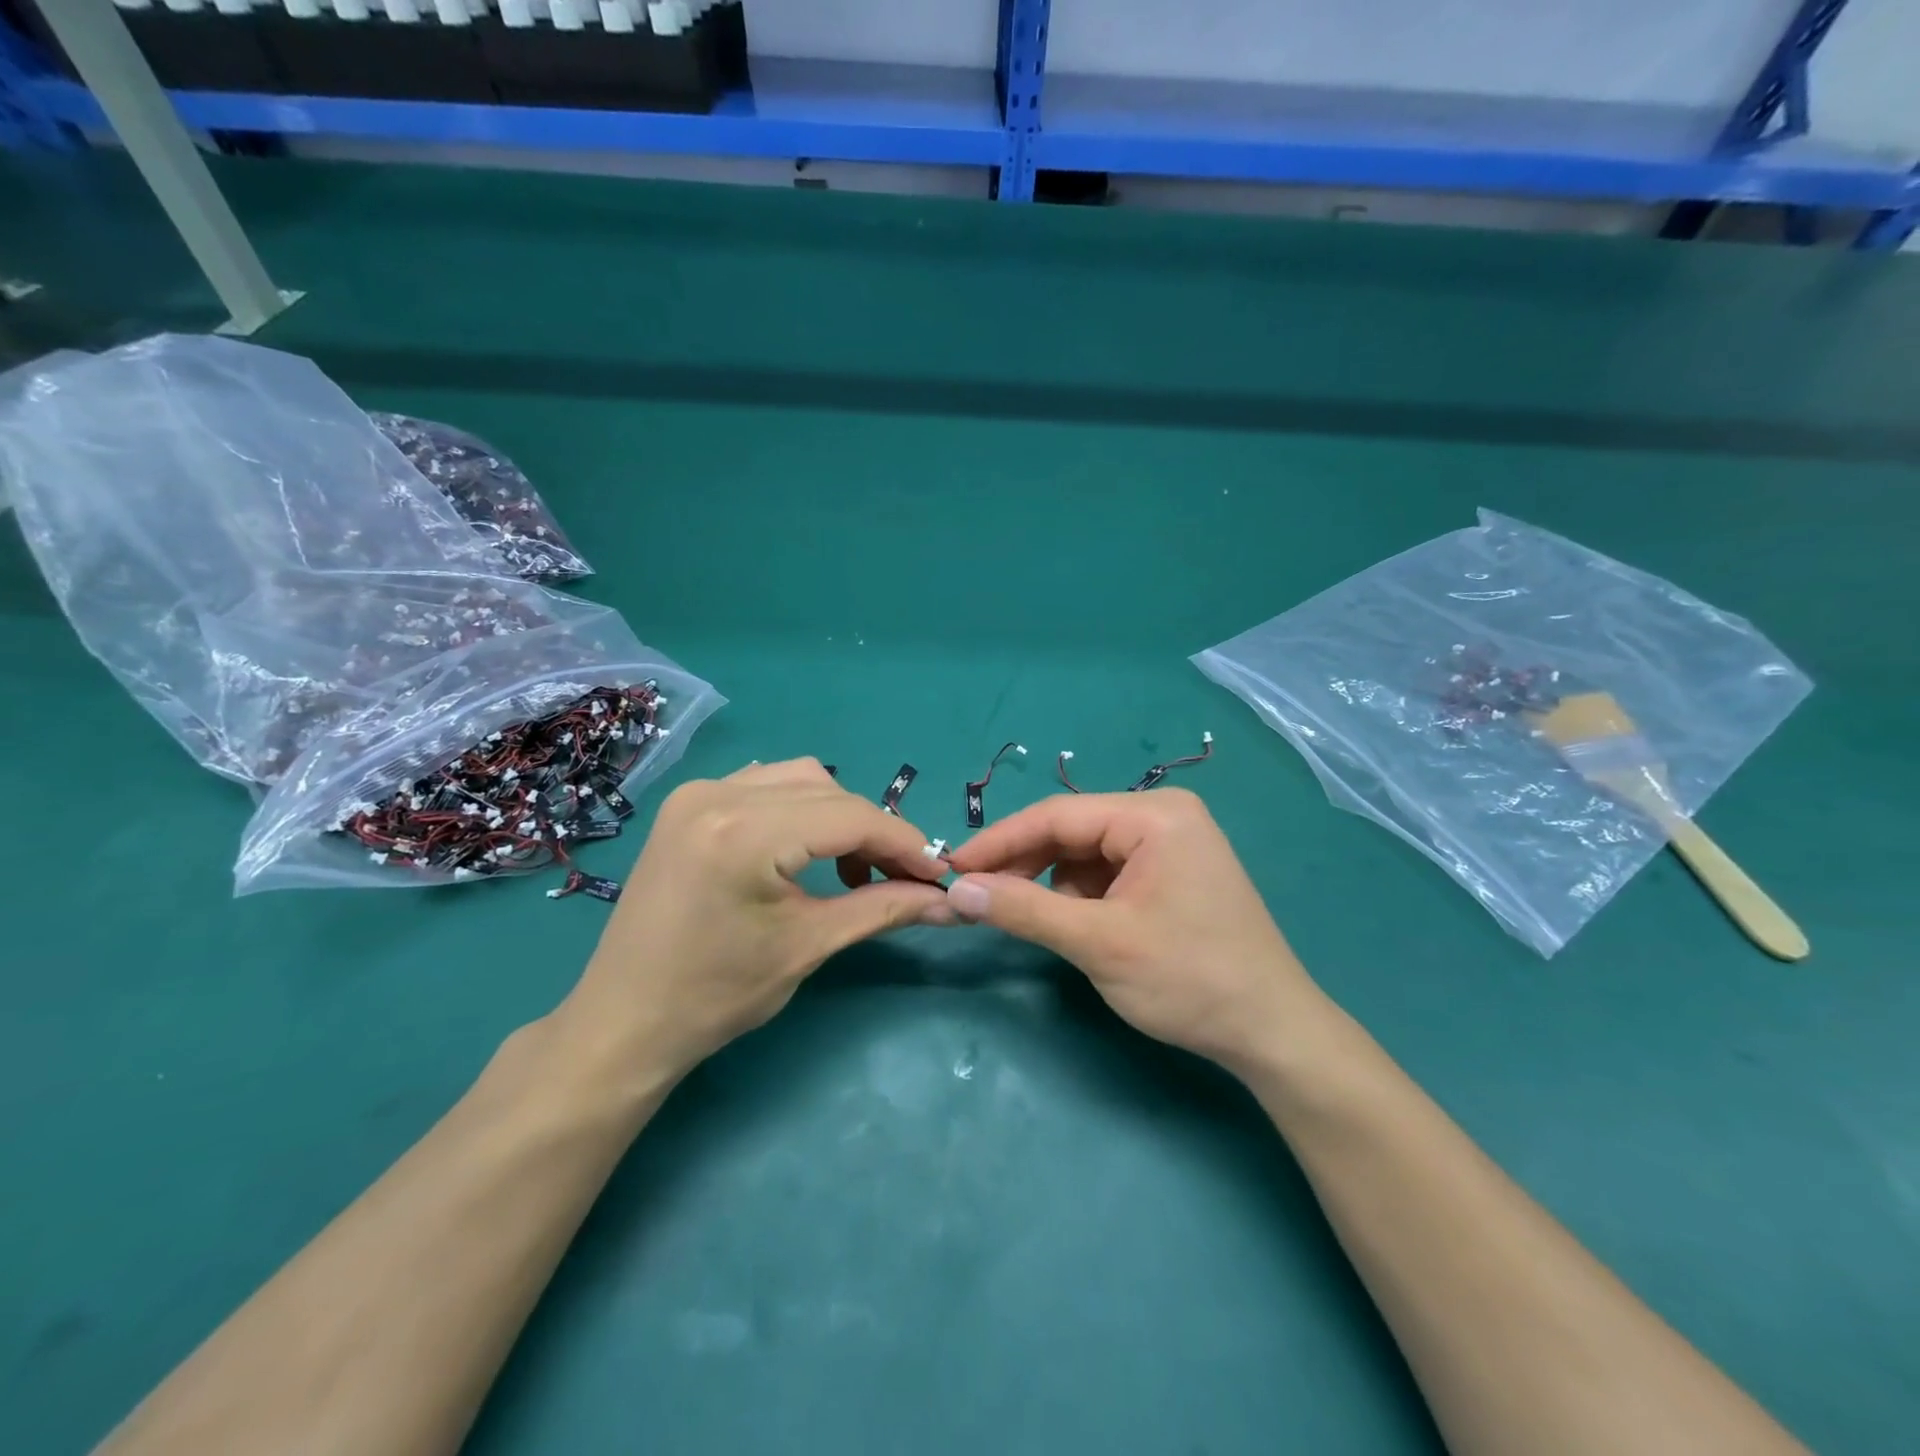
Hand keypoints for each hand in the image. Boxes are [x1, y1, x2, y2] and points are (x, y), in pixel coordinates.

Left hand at [558, 758, 948, 1080]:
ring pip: (800, 780)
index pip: (850, 817)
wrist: (625, 1022)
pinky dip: (800, 809)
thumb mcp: (808, 946)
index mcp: (744, 832)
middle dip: (874, 832)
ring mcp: (697, 792)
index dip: (903, 843)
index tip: (938, 874)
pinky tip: (806, 850)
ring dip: (838, 816)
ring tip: (853, 869)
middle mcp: (718, 794)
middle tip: (901, 879)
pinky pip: (765, 784)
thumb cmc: (716, 996)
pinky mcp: (688, 803)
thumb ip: (883, 908)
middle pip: (829, 792)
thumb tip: (950, 902)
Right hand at [942, 789, 1325, 1072]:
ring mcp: (1171, 844)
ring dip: (1055, 887)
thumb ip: (1024, 910)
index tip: (953, 868)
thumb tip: (958, 890)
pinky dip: (1082, 898)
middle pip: (1071, 831)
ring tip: (1039, 924)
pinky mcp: (1172, 873)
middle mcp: (1163, 816)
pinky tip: (1079, 928)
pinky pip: (1108, 873)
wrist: (1272, 1033)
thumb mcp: (1098, 943)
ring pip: (1085, 855)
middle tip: (980, 899)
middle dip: (1027, 866)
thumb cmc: (1189, 979)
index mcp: (1153, 815)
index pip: (1056, 815)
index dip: (999, 841)